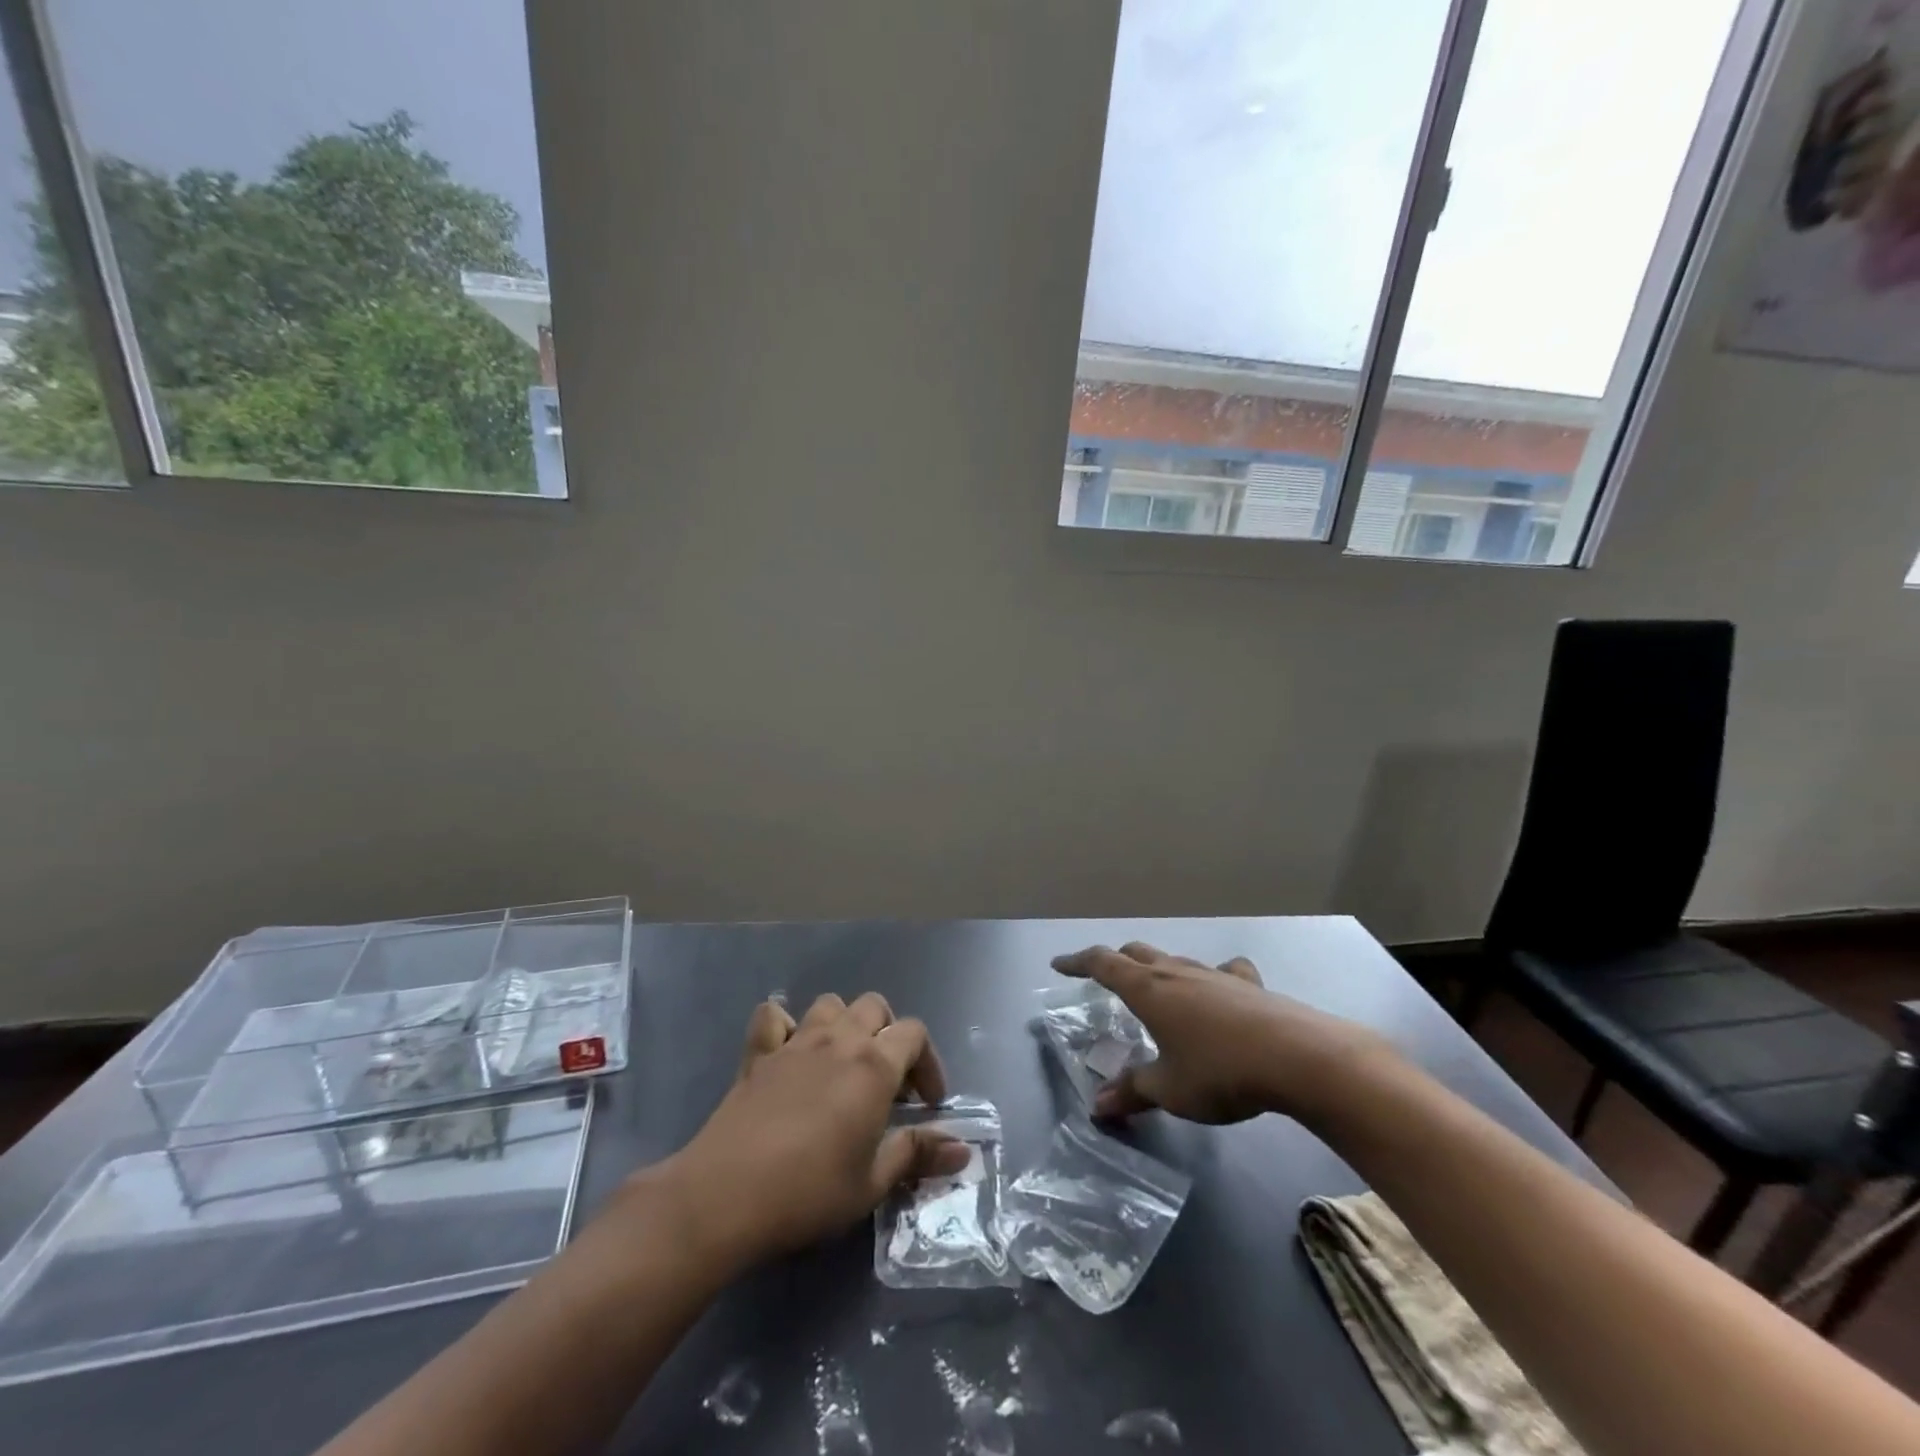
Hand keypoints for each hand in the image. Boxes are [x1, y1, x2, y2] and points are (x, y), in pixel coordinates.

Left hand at [645, 992, 970, 1270]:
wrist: (726, 1194)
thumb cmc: (809, 1191)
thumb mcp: (872, 1183)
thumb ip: (917, 1155)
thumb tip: (963, 1149)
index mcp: (874, 1065)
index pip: (915, 1033)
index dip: (929, 1063)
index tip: (927, 1104)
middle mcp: (839, 1040)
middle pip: (875, 1007)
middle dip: (890, 1035)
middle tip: (888, 1082)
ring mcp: (795, 1041)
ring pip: (830, 1003)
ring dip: (844, 1023)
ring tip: (843, 1063)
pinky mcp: (758, 1054)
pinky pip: (773, 1017)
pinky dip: (785, 1026)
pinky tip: (789, 1053)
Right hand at [1050, 942, 1390, 1125]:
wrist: (1298, 1057)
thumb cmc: (1220, 1071)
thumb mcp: (1169, 1090)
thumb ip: (1132, 1093)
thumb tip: (1097, 1106)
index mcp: (1149, 989)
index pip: (1103, 963)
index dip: (1077, 962)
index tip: (1059, 964)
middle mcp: (1177, 971)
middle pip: (1136, 953)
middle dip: (1115, 961)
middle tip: (1103, 976)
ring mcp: (1215, 975)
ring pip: (1176, 960)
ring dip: (1159, 968)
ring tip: (1157, 987)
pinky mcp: (1249, 986)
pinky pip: (1224, 972)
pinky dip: (1213, 977)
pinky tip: (1221, 991)